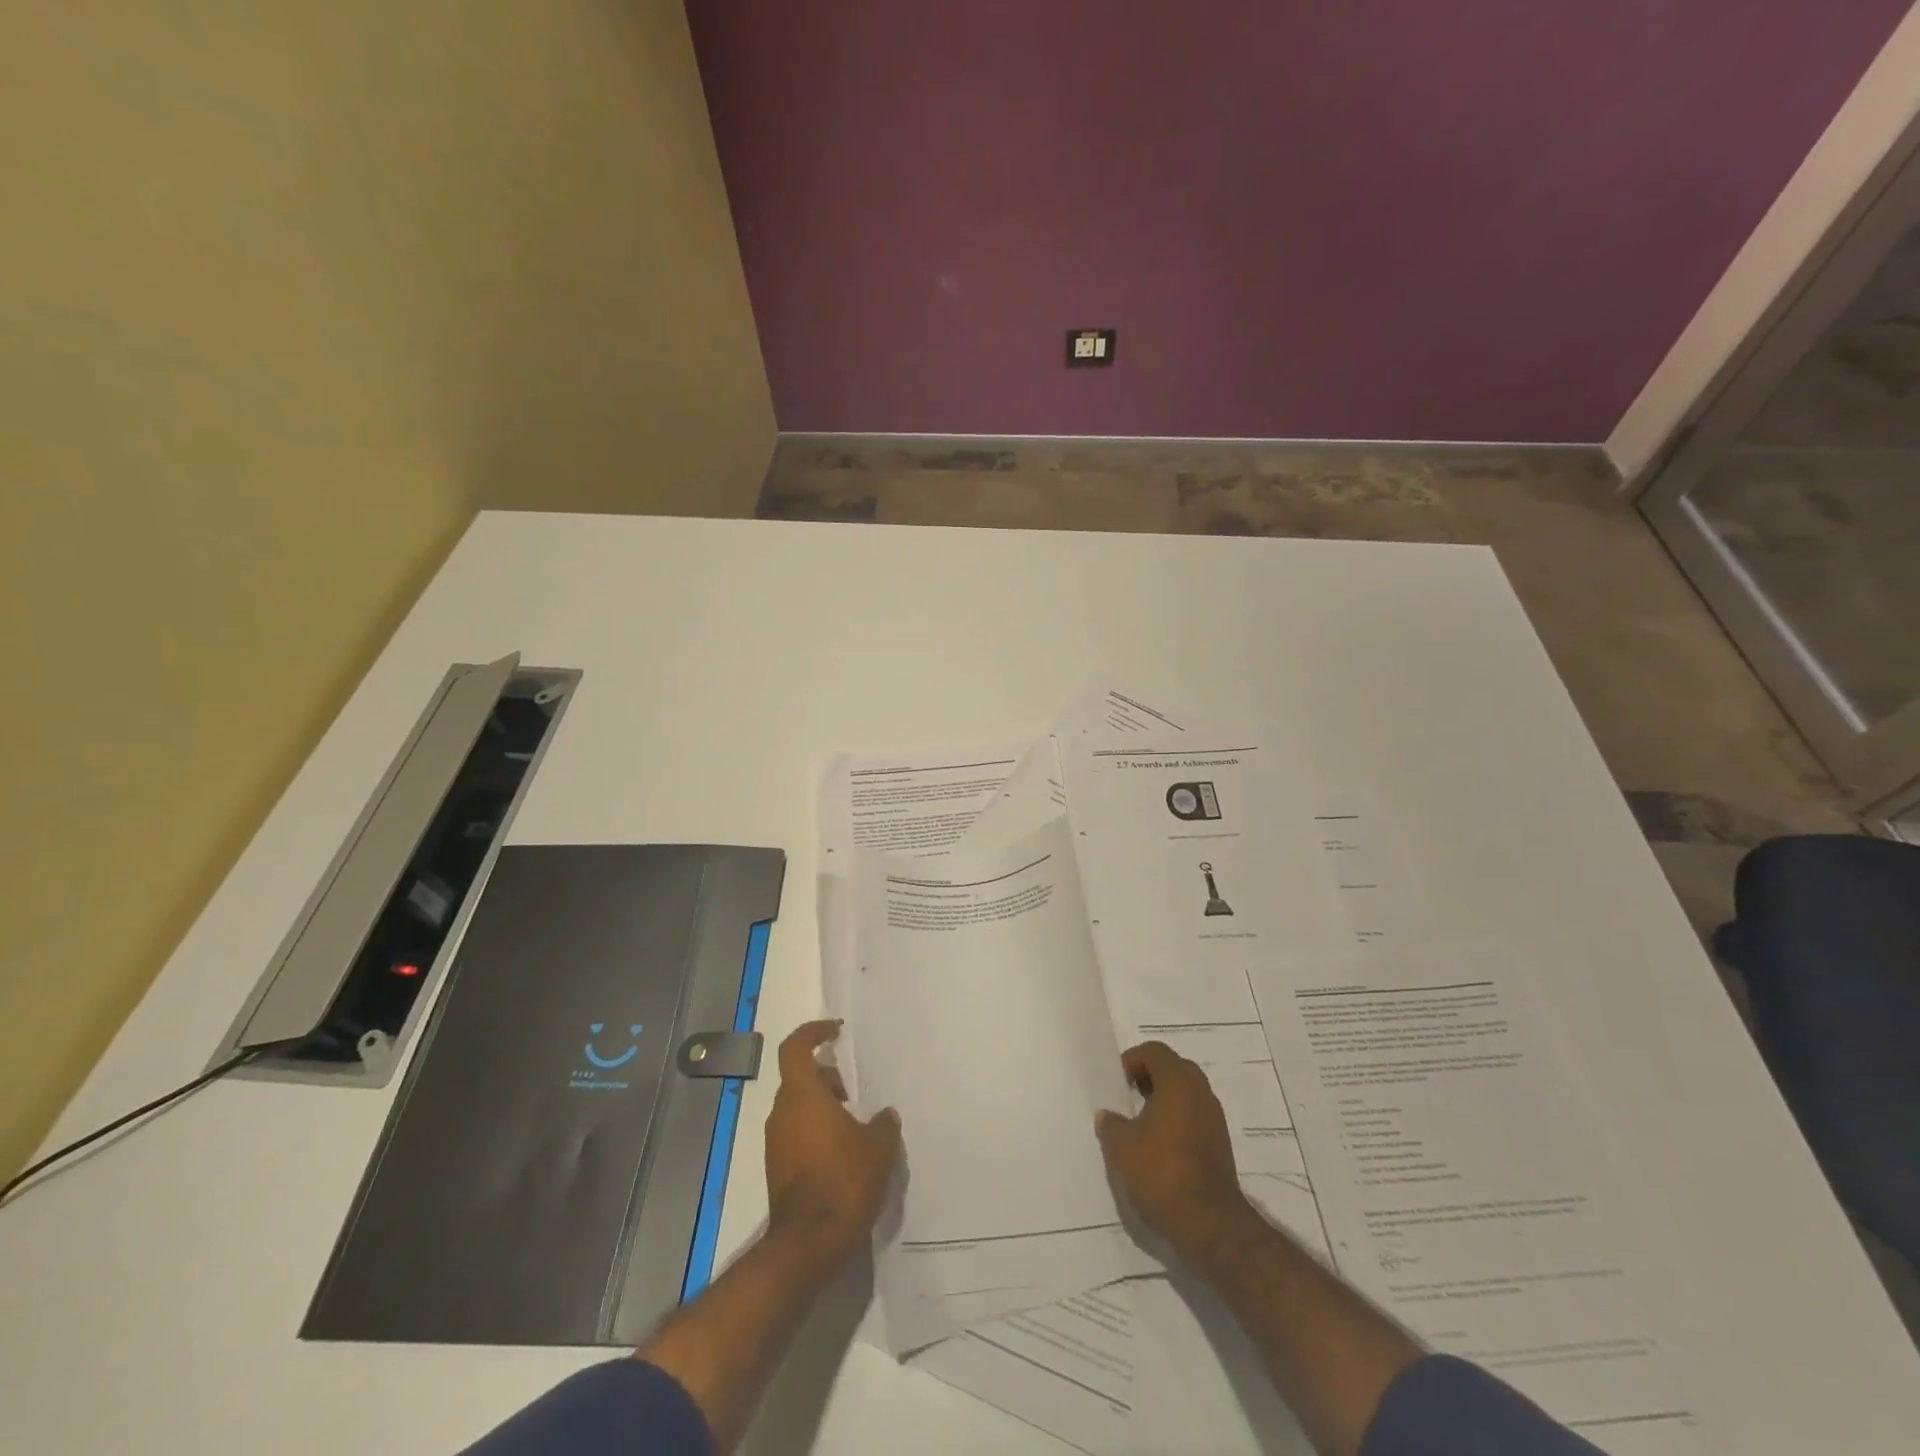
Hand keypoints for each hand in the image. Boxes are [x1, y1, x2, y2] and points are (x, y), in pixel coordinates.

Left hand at [764, 1020, 901, 1267]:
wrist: (807, 1244)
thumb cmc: (843, 1181)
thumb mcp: (878, 1147)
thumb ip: (883, 1123)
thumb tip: (885, 1114)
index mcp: (802, 1095)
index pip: (795, 1047)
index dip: (813, 1032)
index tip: (836, 1032)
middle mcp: (783, 1112)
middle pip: (800, 1078)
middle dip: (827, 1078)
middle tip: (855, 1091)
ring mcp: (776, 1141)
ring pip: (799, 1107)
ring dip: (823, 1107)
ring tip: (856, 1124)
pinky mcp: (777, 1167)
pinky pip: (797, 1133)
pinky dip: (817, 1131)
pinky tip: (844, 1152)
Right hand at [1095, 1040, 1251, 1254]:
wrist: (1209, 1223)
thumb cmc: (1161, 1171)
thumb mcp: (1121, 1147)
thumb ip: (1111, 1125)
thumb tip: (1108, 1117)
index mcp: (1178, 1082)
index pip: (1155, 1052)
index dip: (1133, 1060)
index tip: (1118, 1081)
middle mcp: (1201, 1093)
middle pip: (1174, 1069)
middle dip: (1150, 1077)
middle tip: (1129, 1096)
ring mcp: (1215, 1120)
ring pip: (1186, 1095)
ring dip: (1164, 1100)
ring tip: (1141, 1123)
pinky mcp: (1221, 1145)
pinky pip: (1195, 1118)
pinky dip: (1177, 1121)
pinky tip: (1159, 1146)